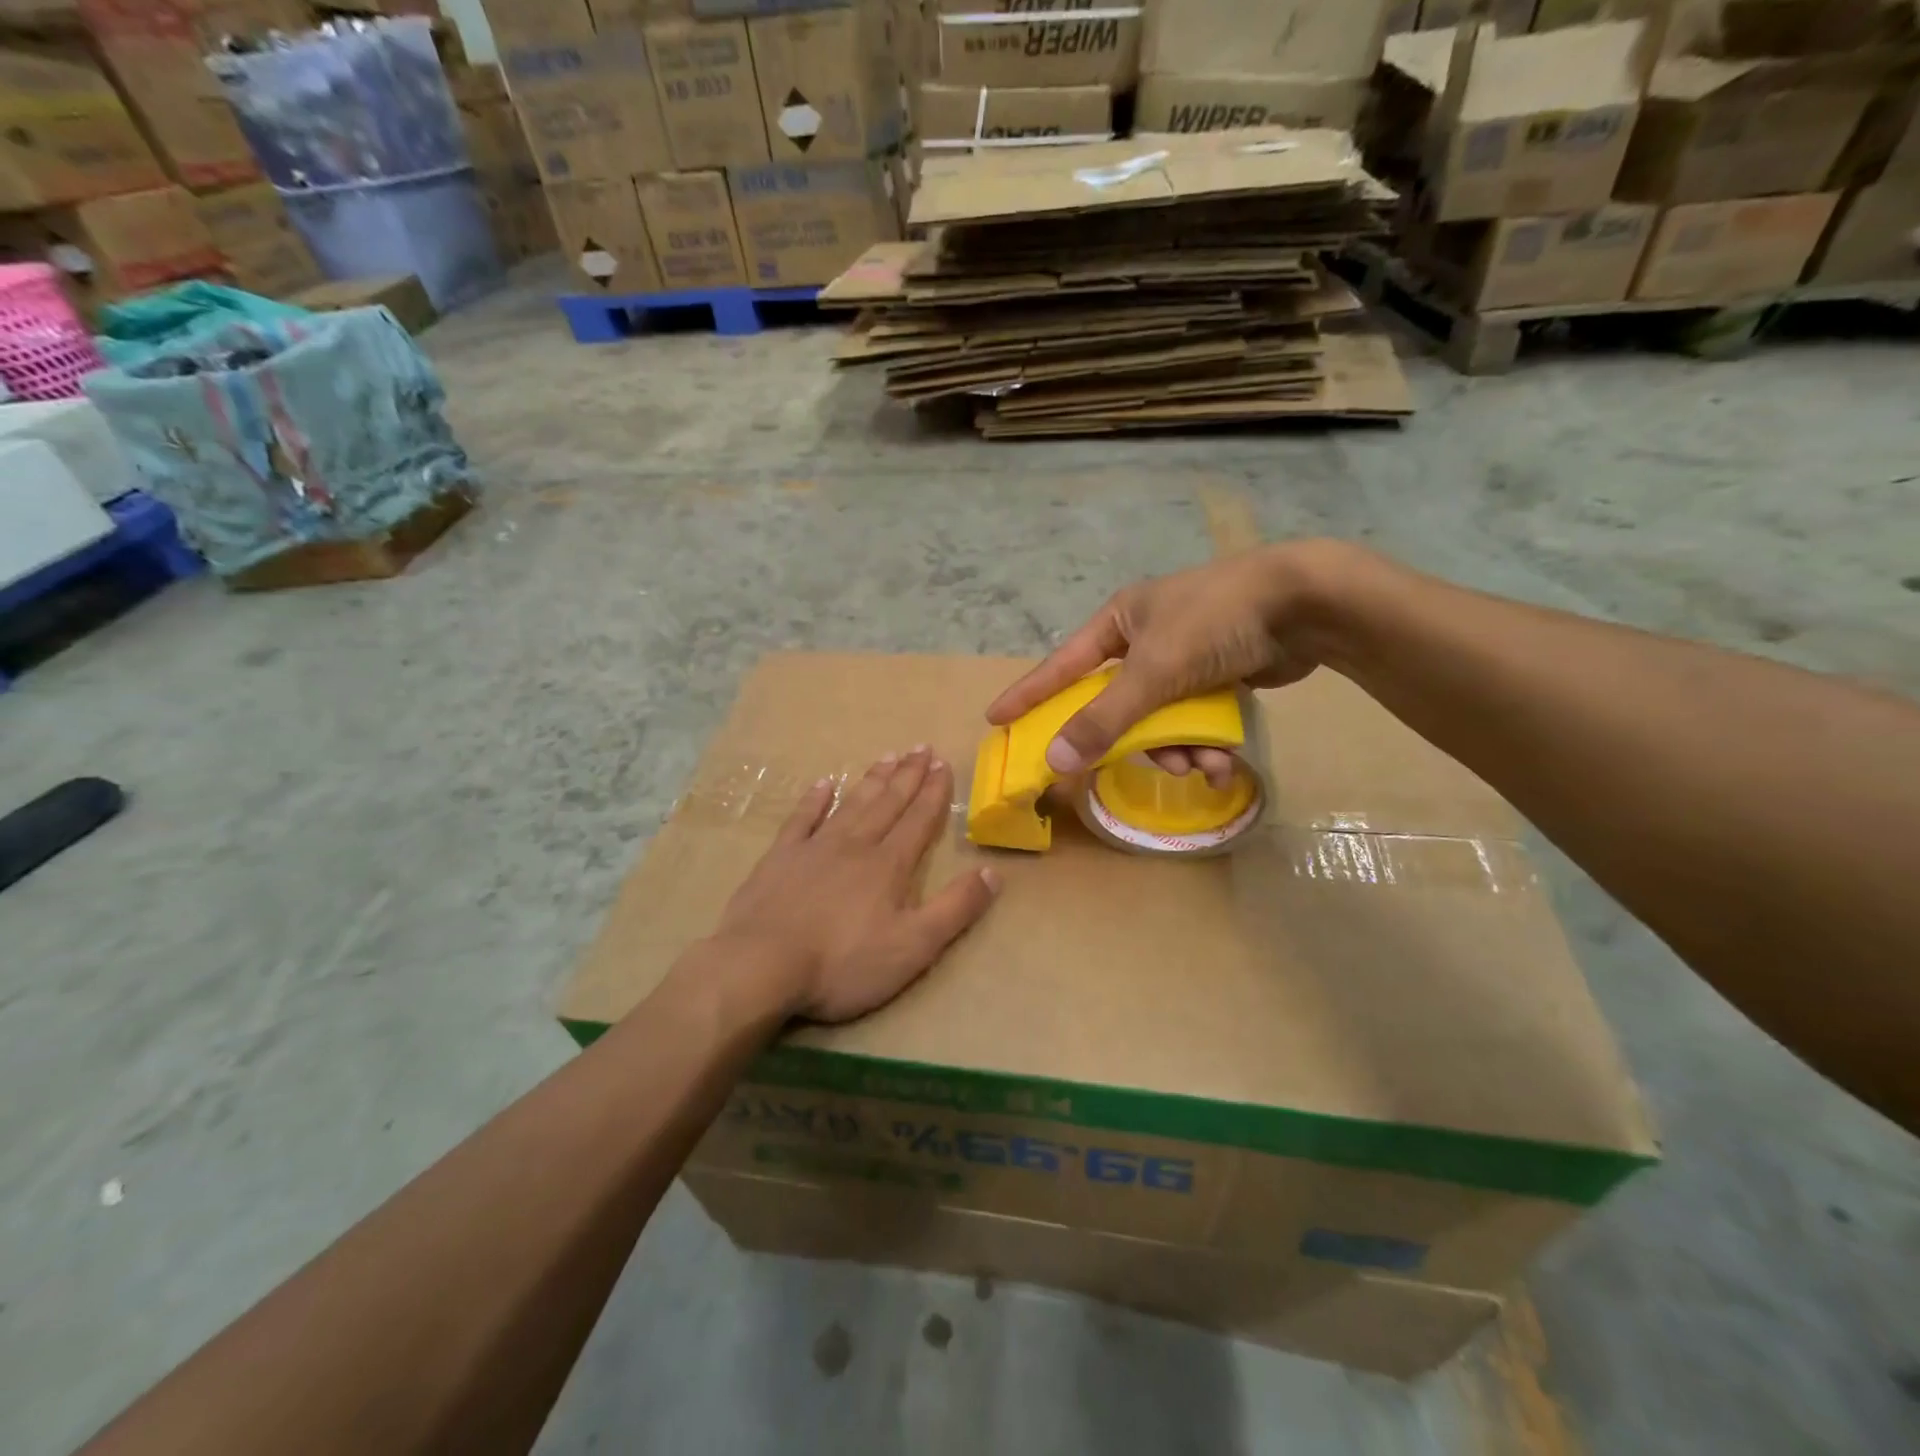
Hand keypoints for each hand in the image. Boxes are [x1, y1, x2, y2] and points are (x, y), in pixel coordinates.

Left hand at [712, 747, 999, 1023]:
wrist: (761, 966)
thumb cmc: (843, 963)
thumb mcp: (914, 946)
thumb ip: (955, 908)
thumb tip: (993, 873)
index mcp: (889, 865)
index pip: (918, 819)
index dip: (933, 792)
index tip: (943, 763)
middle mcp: (855, 845)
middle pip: (887, 803)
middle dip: (908, 776)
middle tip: (921, 747)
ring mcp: (814, 848)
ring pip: (851, 804)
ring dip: (872, 780)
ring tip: (888, 757)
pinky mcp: (779, 859)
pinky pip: (801, 819)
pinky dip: (814, 800)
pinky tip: (823, 784)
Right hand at [985, 541, 1355, 786]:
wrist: (1305, 603)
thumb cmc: (1215, 622)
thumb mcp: (1154, 671)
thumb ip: (1104, 719)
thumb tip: (1055, 761)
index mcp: (1119, 621)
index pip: (1061, 664)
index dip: (1029, 693)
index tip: (996, 718)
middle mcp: (1146, 639)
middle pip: (1116, 703)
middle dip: (1133, 741)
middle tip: (1132, 767)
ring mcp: (1184, 658)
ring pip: (1160, 719)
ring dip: (1178, 750)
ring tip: (1202, 767)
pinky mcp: (1218, 676)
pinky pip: (1194, 720)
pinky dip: (1204, 744)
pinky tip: (1223, 764)